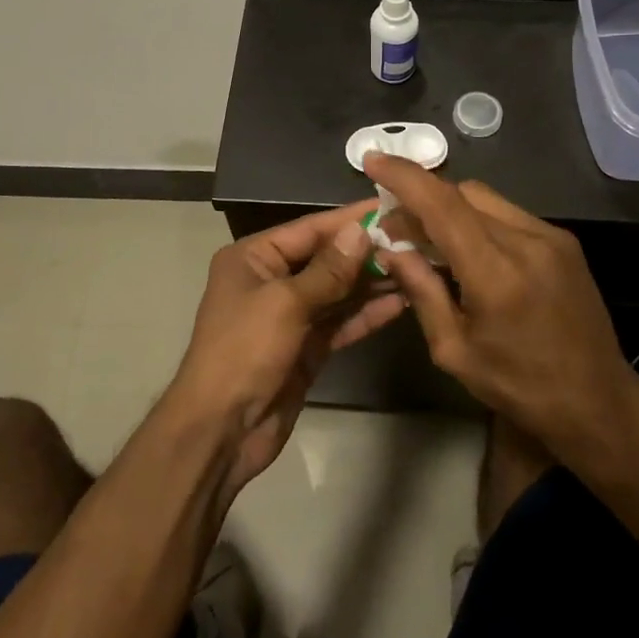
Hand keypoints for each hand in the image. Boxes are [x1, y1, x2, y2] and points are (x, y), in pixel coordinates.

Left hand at [169, 203, 406, 495]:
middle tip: (415, 242)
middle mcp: (271, 279)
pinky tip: (399, 303)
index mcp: (254, 257)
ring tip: (417, 268)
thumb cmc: (244, 351)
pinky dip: (366, 314)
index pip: (310, 229)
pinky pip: (340, 322)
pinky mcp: (306, 346)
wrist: (221, 430)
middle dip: (367, 252)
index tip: (391, 207)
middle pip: (327, 258)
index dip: (350, 220)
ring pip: (338, 291)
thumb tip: (362, 231)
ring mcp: (290, 315)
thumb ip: (329, 270)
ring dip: (372, 282)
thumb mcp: (285, 303)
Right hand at [363, 155, 638, 462]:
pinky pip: (507, 214)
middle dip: (421, 195)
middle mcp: (527, 241)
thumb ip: (420, 291)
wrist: (599, 402)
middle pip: (462, 193)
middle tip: (392, 221)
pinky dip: (476, 218)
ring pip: (485, 198)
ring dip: (448, 205)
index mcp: (497, 273)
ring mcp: (550, 237)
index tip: (372, 160)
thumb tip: (390, 248)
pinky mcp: (562, 241)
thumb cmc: (520, 388)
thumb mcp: (455, 351)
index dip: (404, 177)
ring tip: (424, 233)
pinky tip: (463, 245)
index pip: (442, 205)